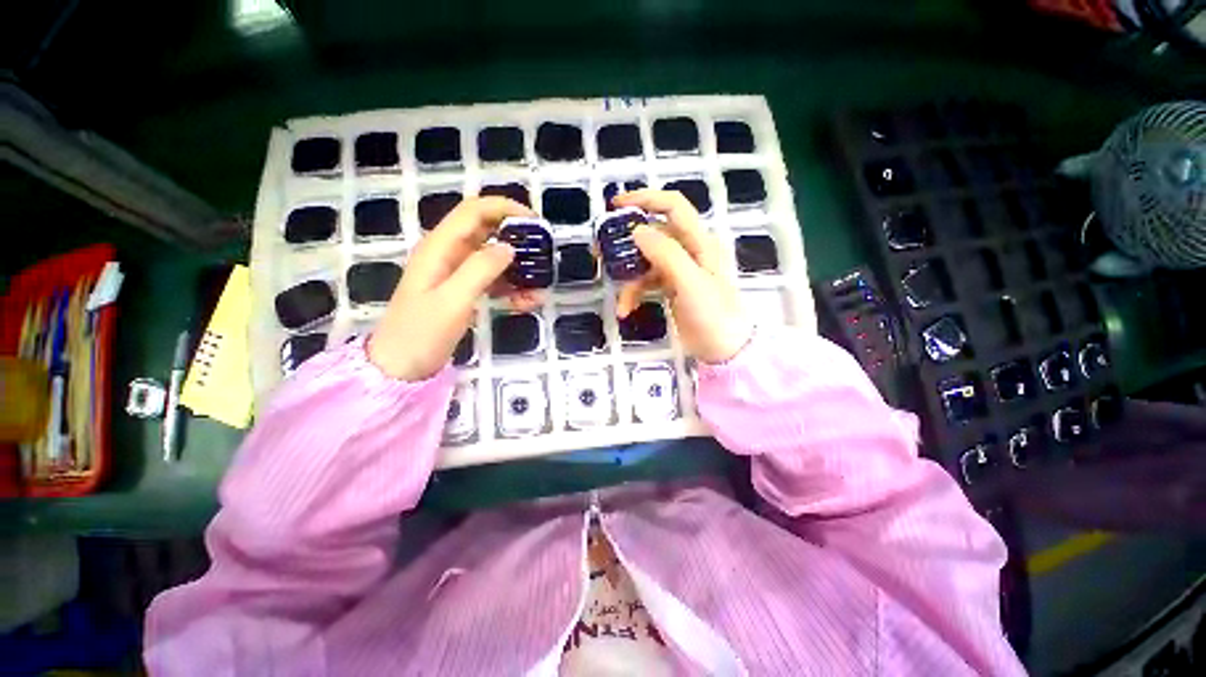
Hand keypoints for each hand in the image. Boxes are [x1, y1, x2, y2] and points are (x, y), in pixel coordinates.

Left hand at [368, 196, 538, 379]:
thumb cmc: (421, 333)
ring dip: (518, 266)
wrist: (401, 367)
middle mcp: (448, 253)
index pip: (474, 211)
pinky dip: (512, 287)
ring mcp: (456, 273)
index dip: (504, 208)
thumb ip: (480, 270)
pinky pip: (493, 280)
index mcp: (440, 247)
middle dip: (516, 236)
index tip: (535, 221)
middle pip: (486, 231)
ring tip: (540, 283)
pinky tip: (529, 301)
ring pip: (493, 257)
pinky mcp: (464, 291)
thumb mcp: (452, 301)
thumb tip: (510, 247)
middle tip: (543, 251)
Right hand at [611, 190, 751, 363]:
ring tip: (619, 301)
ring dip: (628, 279)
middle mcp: (688, 250)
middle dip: (625, 244)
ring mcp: (679, 270)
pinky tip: (626, 309)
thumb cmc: (713, 314)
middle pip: (652, 234)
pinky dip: (634, 294)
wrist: (724, 349)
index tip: (615, 205)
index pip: (673, 206)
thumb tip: (637, 230)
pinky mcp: (671, 288)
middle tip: (599, 252)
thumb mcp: (690, 282)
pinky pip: (646, 282)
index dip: (645, 199)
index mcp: (699, 241)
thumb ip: (665, 253)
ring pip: (645, 262)